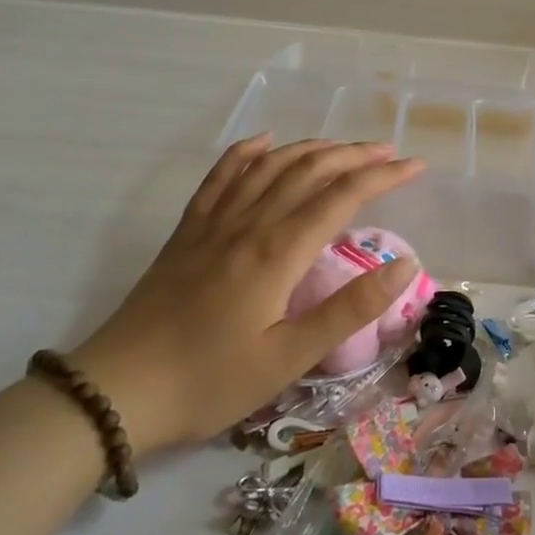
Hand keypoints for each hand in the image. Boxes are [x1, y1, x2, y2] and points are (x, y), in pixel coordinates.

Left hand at [70, 136, 424, 449]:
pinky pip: (220, 177)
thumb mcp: (290, 357)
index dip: (384, 177)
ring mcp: (214, 222)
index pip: (343, 196)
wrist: (117, 392)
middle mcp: (249, 223)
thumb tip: (405, 266)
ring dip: (312, 149)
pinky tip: (263, 142)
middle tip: (389, 152)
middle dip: (354, 155)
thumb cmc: (211, 381)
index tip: (417, 167)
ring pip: (270, 166)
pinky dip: (246, 152)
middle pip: (309, 170)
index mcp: (278, 251)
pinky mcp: (188, 232)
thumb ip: (349, 308)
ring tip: (343, 146)